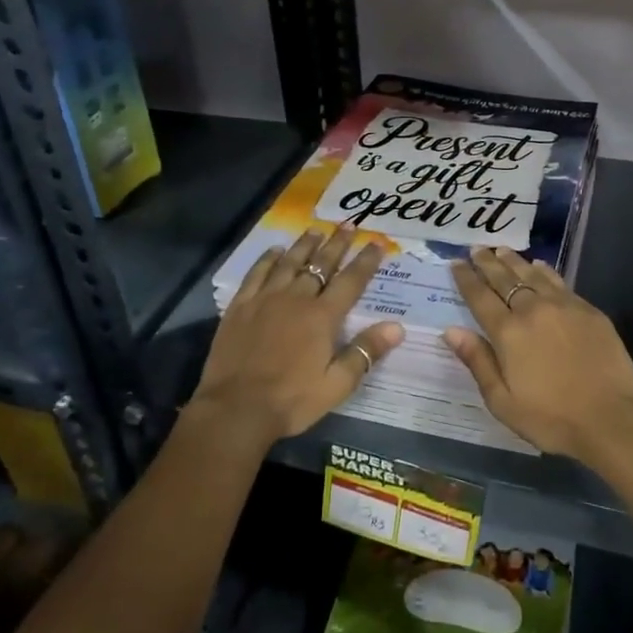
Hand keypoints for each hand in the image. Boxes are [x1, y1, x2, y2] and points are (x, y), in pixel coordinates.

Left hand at [189, 225, 404, 442]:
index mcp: (322, 317)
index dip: (366, 261)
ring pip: (289, 262)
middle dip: (337, 243)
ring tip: (316, 230)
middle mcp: (296, 299)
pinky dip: (267, 259)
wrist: (235, 409)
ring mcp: (265, 299)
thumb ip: (365, 352)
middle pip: (321, 264)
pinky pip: (256, 274)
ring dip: (305, 245)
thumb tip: (397, 327)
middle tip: (348, 224)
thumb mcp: (336, 385)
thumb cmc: (291, 400)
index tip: (377, 242)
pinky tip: (274, 250)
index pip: (351, 281)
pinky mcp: (240, 306)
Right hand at [444, 246, 632, 467]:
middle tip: (476, 247)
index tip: (456, 262)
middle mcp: (533, 310)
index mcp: (508, 333)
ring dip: (513, 260)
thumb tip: (451, 330)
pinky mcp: (588, 310)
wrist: (613, 418)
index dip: (466, 278)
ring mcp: (563, 306)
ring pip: (532, 274)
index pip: (480, 297)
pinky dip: (543, 270)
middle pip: (504, 278)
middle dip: (487, 262)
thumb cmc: (552, 418)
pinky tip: (539, 265)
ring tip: (501, 249)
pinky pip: (558, 281)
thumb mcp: (503, 401)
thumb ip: (478, 362)